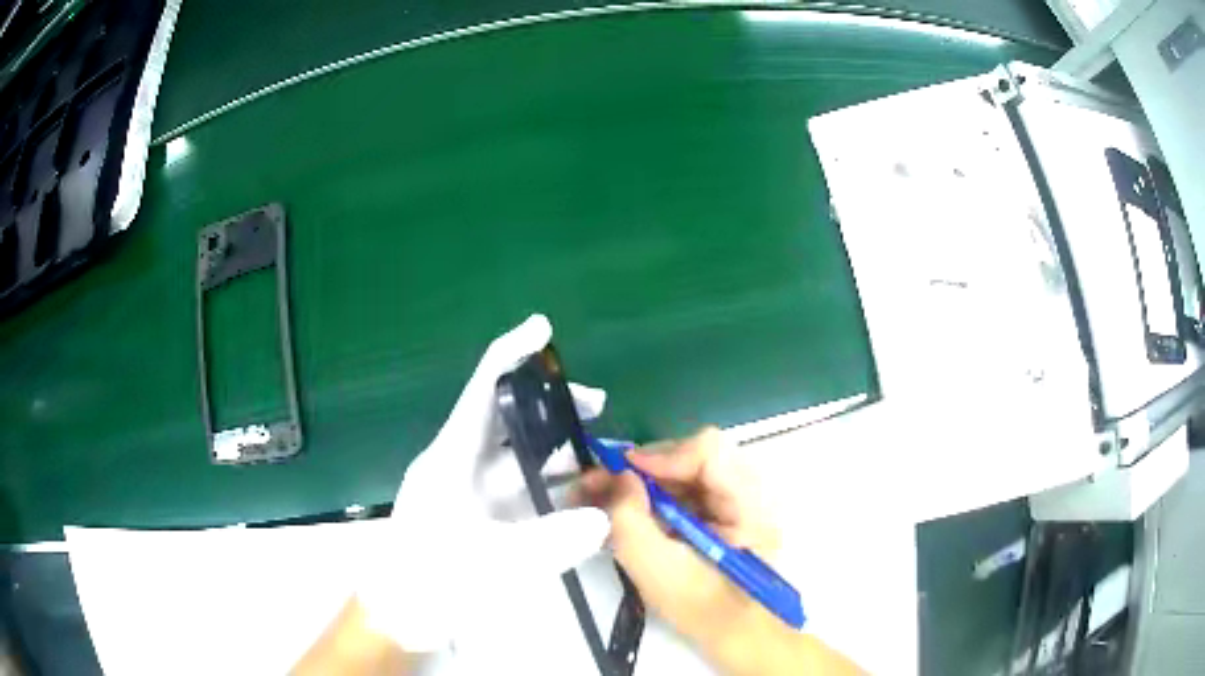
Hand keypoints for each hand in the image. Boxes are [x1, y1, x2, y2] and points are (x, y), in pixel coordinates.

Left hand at [357, 314, 610, 652]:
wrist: (397, 618)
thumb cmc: (429, 582)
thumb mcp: (491, 564)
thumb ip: (551, 541)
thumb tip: (603, 518)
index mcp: (451, 457)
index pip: (482, 388)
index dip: (512, 353)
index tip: (543, 329)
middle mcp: (459, 465)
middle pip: (506, 417)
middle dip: (550, 406)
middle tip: (599, 408)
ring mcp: (469, 493)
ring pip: (516, 455)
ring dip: (555, 448)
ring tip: (599, 451)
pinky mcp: (478, 518)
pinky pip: (519, 490)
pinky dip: (549, 486)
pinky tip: (579, 496)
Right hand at [578, 428, 780, 648]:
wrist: (735, 635)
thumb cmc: (700, 609)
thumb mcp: (655, 569)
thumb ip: (629, 519)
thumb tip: (619, 476)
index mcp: (749, 506)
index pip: (709, 452)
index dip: (662, 456)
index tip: (621, 474)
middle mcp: (751, 493)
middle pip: (693, 457)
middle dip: (643, 468)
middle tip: (599, 484)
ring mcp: (739, 501)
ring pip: (686, 472)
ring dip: (643, 482)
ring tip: (602, 498)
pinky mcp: (725, 512)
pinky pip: (686, 490)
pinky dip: (653, 496)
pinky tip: (624, 512)